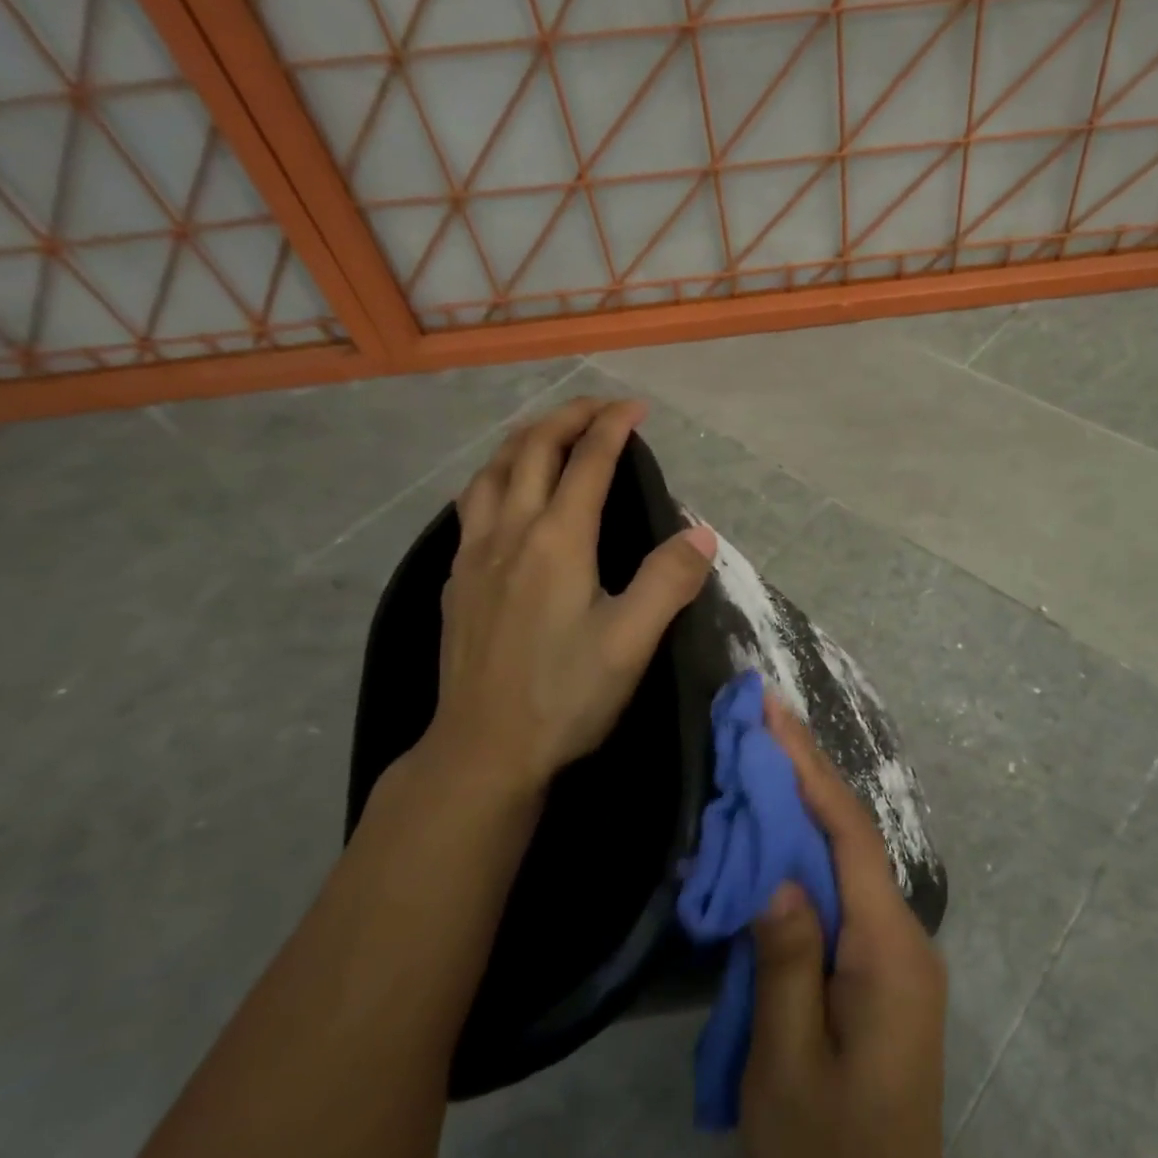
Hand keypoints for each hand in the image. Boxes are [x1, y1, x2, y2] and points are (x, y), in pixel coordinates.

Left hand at [416, 397, 717, 801]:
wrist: (482, 750)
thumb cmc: (564, 695)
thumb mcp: (631, 642)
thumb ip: (668, 581)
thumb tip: (700, 534)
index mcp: (557, 540)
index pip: (588, 462)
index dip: (613, 426)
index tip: (637, 407)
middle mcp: (511, 532)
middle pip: (531, 450)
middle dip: (566, 417)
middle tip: (599, 407)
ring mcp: (475, 554)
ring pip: (492, 471)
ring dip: (523, 439)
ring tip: (549, 433)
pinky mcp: (456, 580)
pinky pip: (473, 504)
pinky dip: (496, 476)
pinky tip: (504, 495)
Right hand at [742, 696, 962, 1157]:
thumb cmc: (831, 1155)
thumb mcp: (789, 1069)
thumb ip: (786, 965)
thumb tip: (777, 877)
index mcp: (886, 949)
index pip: (847, 834)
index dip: (809, 768)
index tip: (774, 714)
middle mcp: (902, 933)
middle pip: (851, 833)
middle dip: (806, 770)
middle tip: (762, 718)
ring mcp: (896, 948)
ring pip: (847, 856)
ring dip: (806, 803)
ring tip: (763, 755)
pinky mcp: (881, 964)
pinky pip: (843, 888)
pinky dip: (809, 849)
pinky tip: (778, 833)